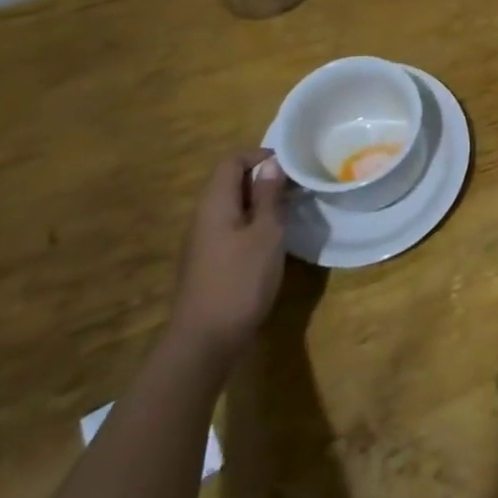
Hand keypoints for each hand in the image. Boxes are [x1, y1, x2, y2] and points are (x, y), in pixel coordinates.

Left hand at [166, 151, 288, 368]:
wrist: (204, 341)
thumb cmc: (240, 280)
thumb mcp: (266, 233)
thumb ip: (269, 196)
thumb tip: (271, 164)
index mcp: (215, 203)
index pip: (232, 161)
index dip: (260, 156)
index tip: (291, 167)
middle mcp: (203, 216)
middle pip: (229, 181)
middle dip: (262, 178)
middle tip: (295, 188)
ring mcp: (202, 241)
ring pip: (231, 206)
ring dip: (259, 202)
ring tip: (288, 212)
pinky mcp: (207, 261)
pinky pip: (229, 227)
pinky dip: (251, 223)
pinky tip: (270, 240)